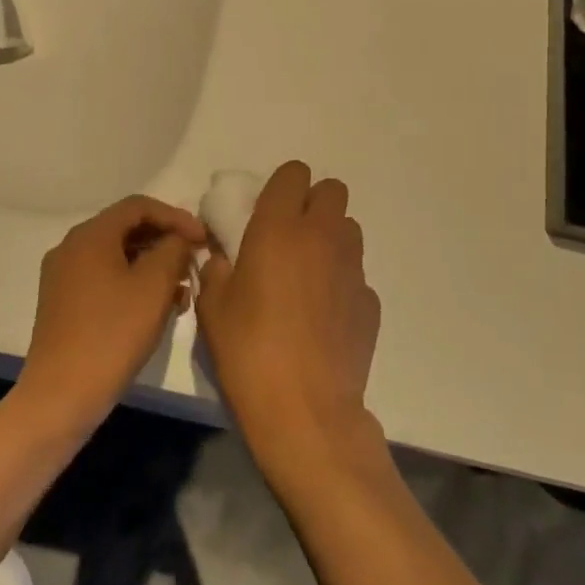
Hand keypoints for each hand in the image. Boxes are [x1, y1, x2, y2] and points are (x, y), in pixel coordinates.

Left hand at [17, 195, 205, 434]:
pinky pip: (105, 278)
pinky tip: (156, 308)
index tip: (203, 239)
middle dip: (165, 242)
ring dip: (152, 266)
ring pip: (117, 256)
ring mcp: (63, 276)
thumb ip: (173, 250)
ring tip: (182, 292)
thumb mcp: (154, 287)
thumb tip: (178, 239)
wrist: (61, 396)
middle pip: (126, 229)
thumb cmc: (112, 334)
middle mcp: (71, 247)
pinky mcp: (63, 303)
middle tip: (194, 262)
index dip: (176, 217)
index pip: (139, 206)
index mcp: (90, 235)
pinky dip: (133, 284)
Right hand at [197, 161, 382, 481]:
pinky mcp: (371, 301)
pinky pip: (356, 274)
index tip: (267, 210)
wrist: (305, 411)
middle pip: (332, 190)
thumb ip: (216, 268)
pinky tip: (324, 316)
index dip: (282, 186)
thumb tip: (222, 255)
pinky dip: (341, 282)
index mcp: (279, 228)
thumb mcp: (213, 307)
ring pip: (349, 229)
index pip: (294, 173)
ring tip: (309, 274)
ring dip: (331, 238)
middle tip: (290, 237)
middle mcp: (322, 236)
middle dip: (313, 203)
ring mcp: (352, 268)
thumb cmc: (248, 351)